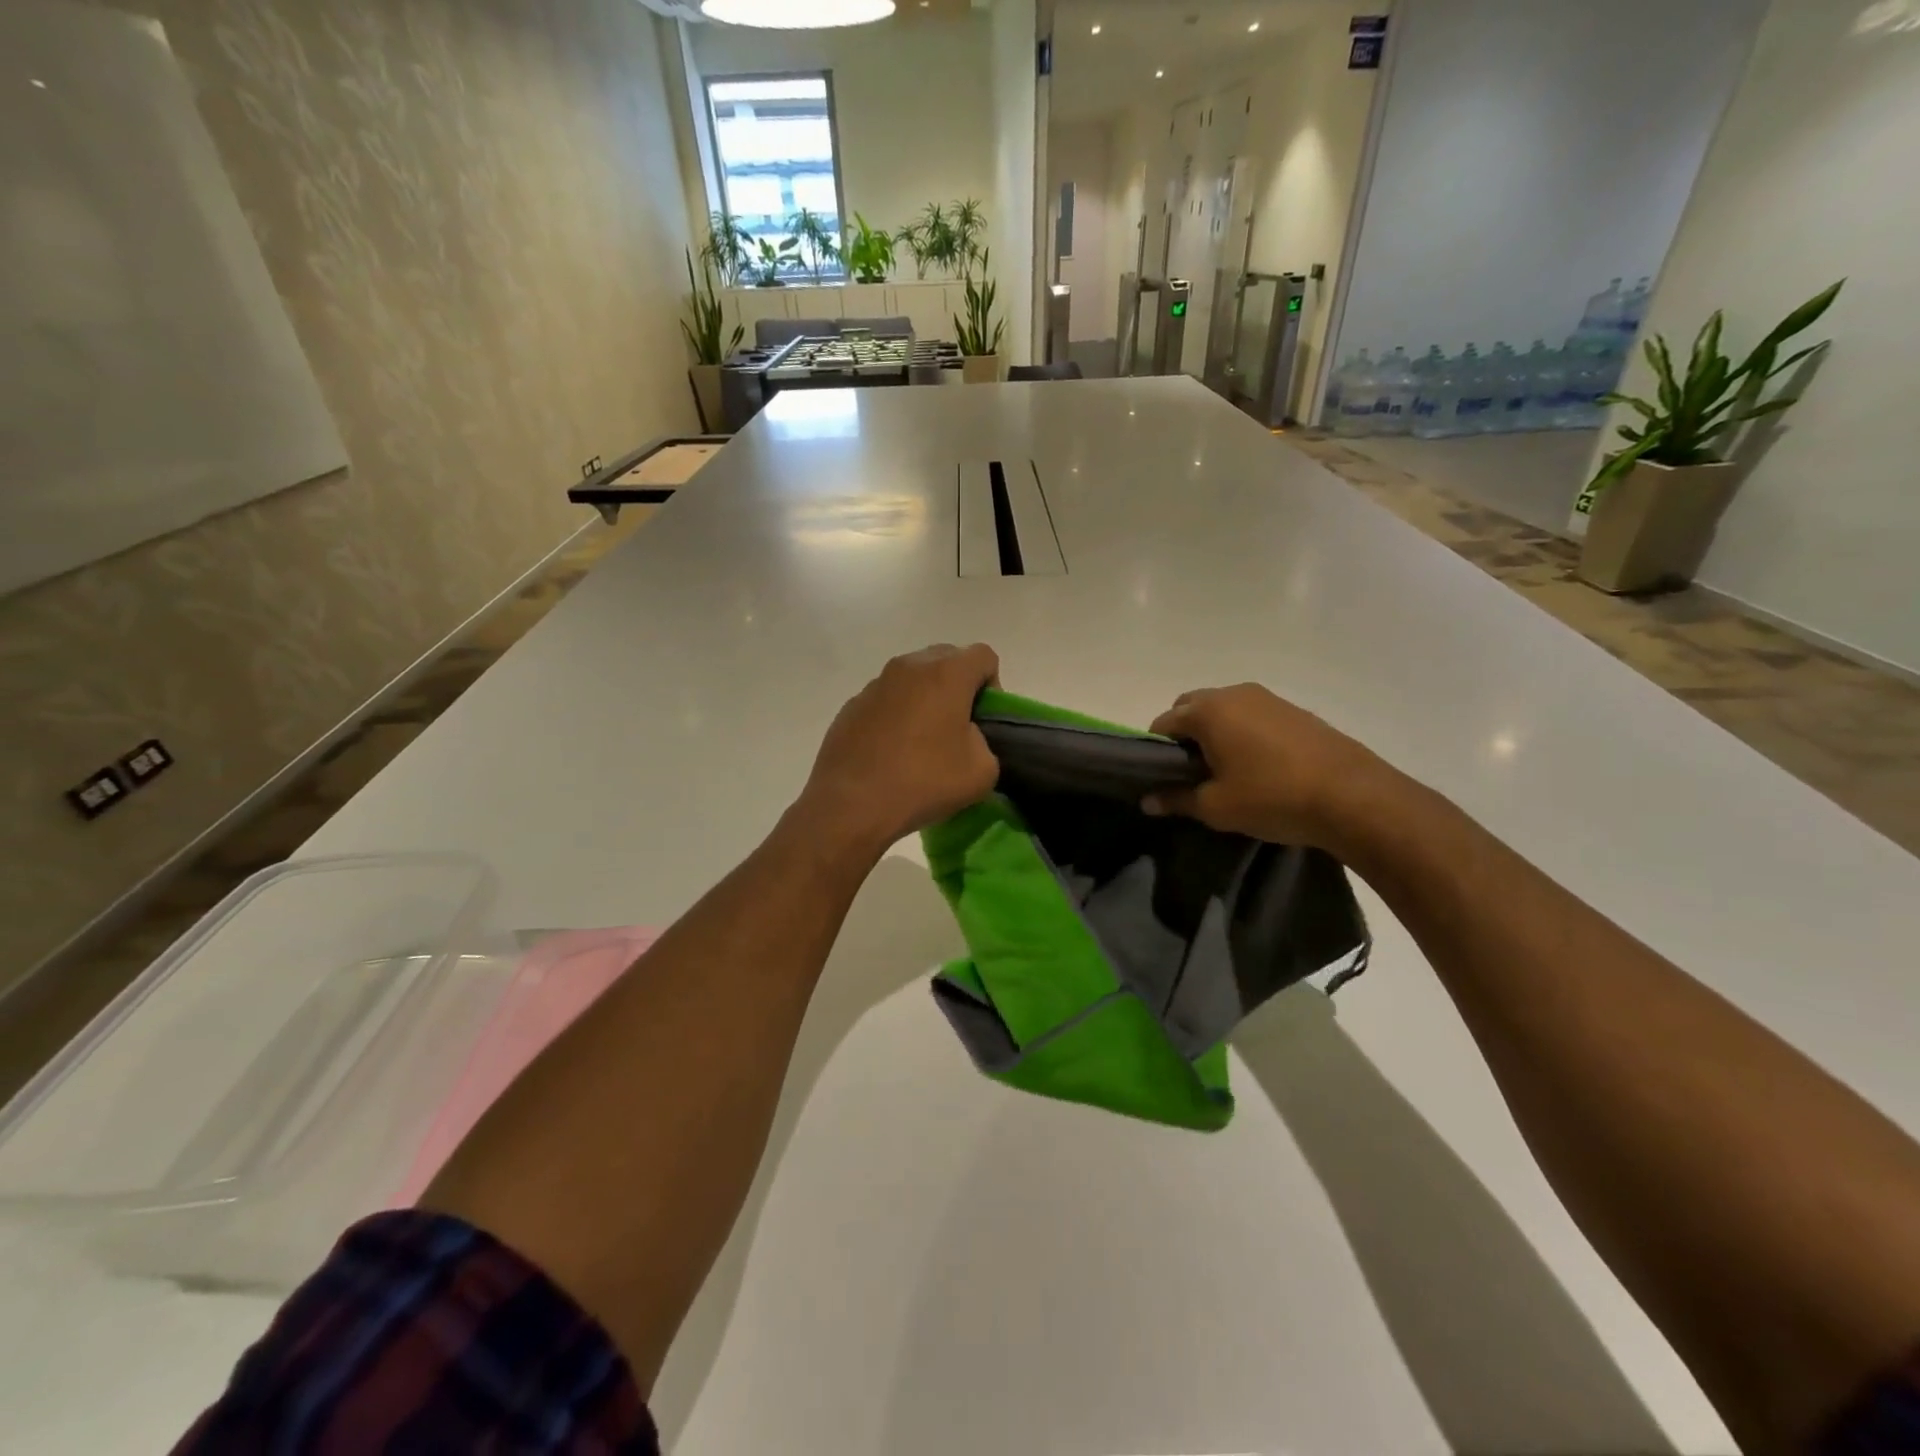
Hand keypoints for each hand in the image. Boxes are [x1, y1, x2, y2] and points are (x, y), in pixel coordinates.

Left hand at [799, 644, 1000, 853]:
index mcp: (946, 673)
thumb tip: (966, 737)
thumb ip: (985, 742)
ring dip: (925, 699)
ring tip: (921, 743)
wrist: (852, 805)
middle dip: (958, 687)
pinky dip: (896, 715)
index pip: (983, 656)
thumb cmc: (924, 781)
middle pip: (946, 659)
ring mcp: (875, 684)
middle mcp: (909, 667)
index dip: (993, 686)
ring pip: (913, 678)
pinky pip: (886, 700)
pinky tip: (891, 753)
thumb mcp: (982, 771)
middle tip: (957, 728)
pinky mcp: (851, 706)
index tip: (984, 721)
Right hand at [1144, 684, 1389, 850]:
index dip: (1155, 749)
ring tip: (1226, 769)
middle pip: (1191, 707)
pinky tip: (1258, 765)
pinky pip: (1252, 715)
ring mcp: (1268, 698)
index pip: (1163, 722)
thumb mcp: (1216, 807)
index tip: (1162, 776)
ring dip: (1214, 731)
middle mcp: (1234, 694)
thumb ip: (1176, 800)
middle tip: (1191, 771)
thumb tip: (1147, 800)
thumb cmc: (1272, 798)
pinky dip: (1243, 732)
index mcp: (1207, 711)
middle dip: (1184, 734)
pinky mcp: (1294, 710)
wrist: (1353, 796)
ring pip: (1224, 709)